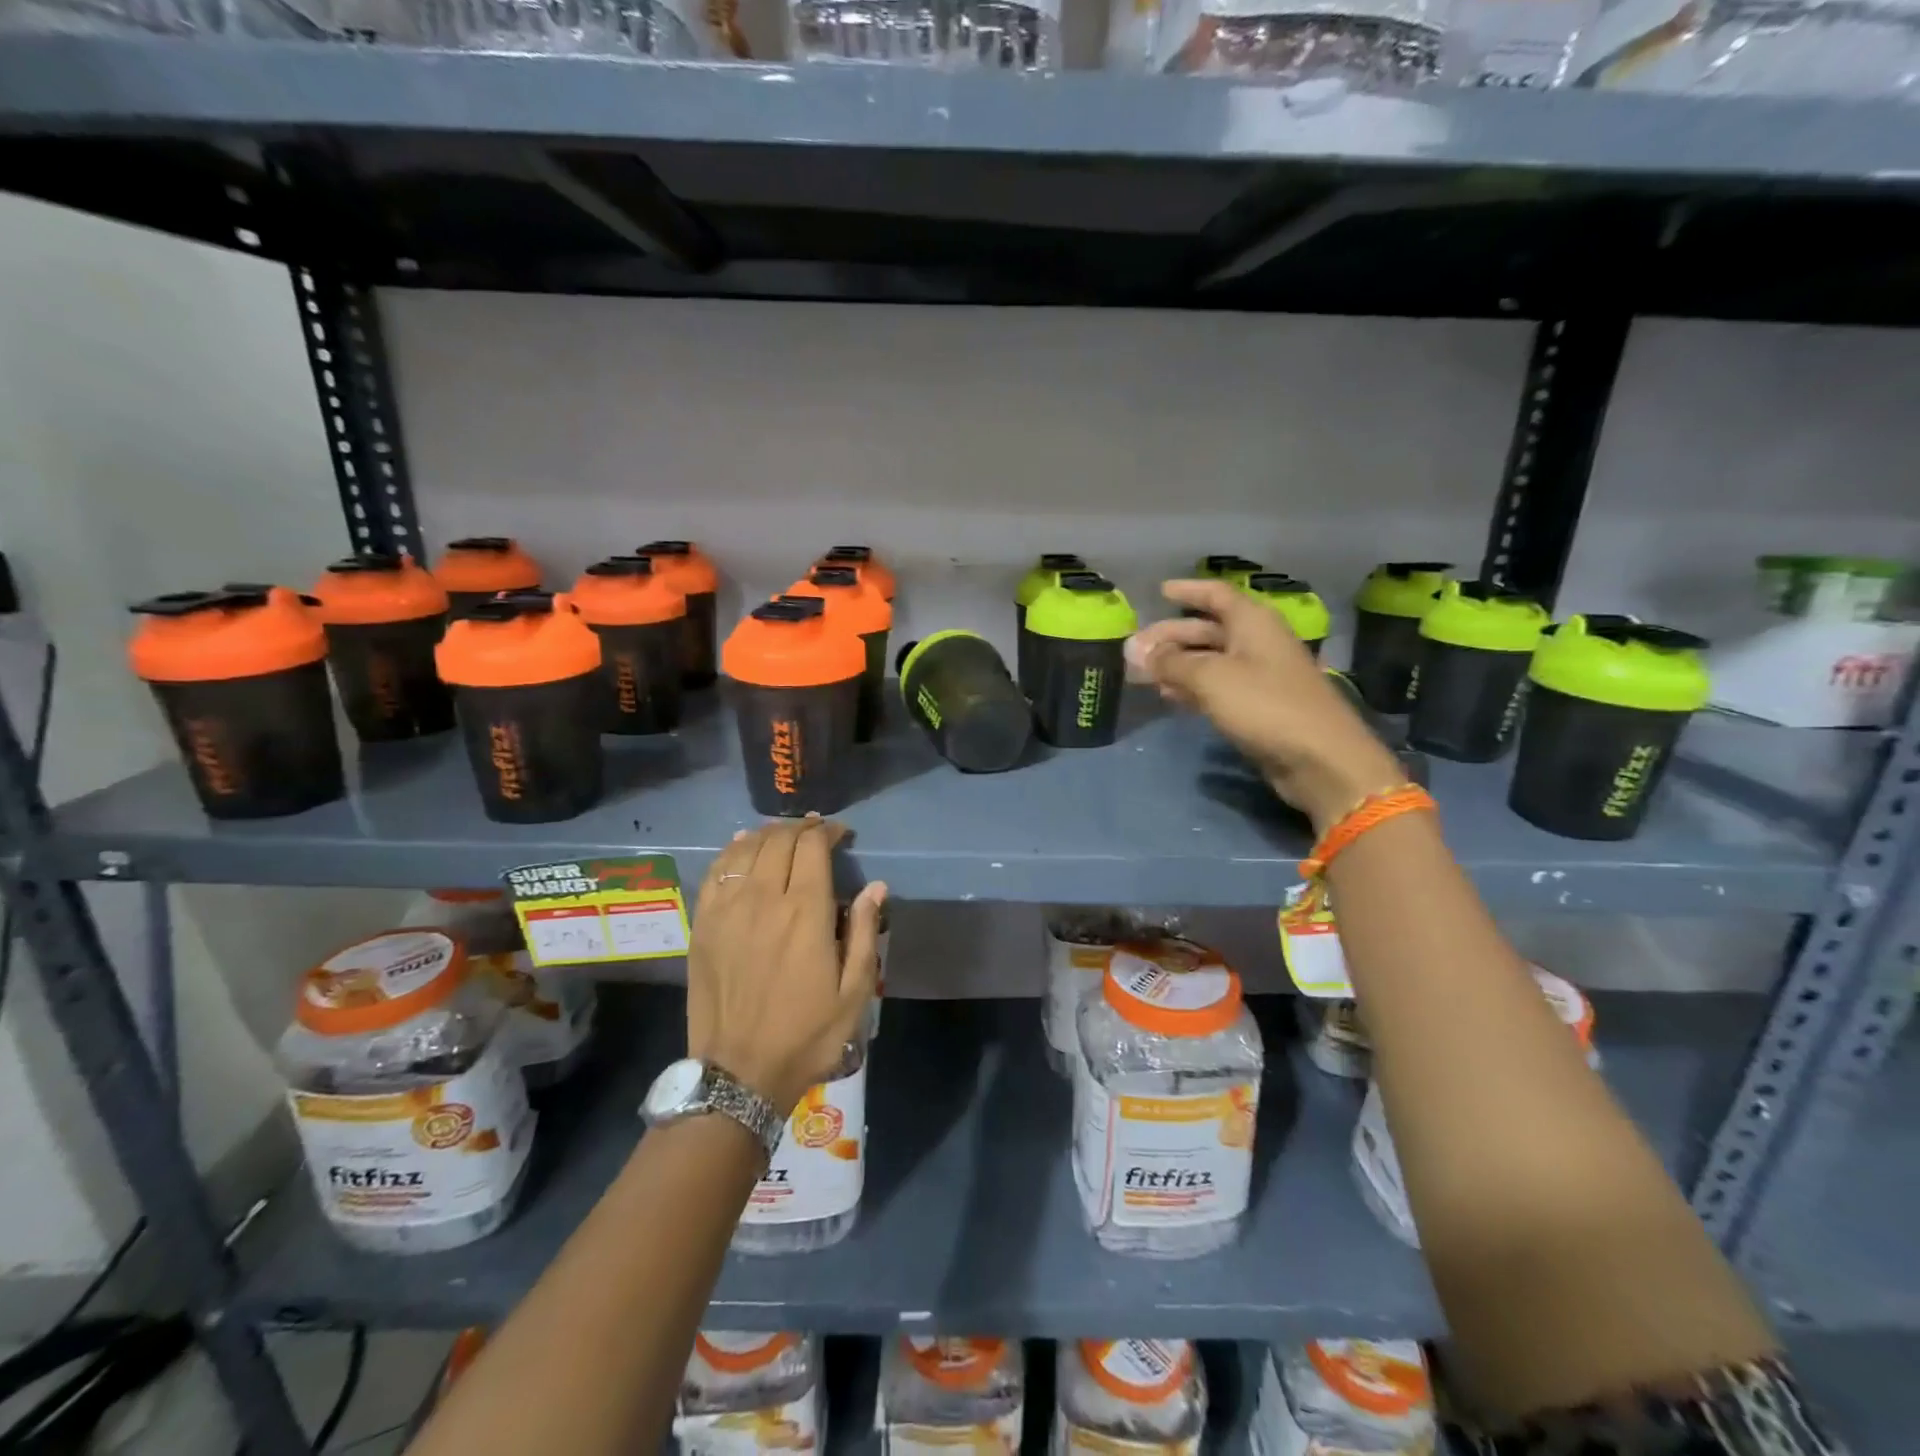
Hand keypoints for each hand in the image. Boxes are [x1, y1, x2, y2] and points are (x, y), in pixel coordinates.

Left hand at [687, 816, 886, 1112]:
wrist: (739, 1074)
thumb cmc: (806, 1035)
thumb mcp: (854, 993)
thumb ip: (864, 933)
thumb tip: (875, 886)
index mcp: (805, 913)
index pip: (812, 847)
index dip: (827, 830)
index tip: (840, 833)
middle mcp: (764, 900)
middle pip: (779, 841)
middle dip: (800, 827)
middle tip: (815, 831)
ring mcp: (727, 910)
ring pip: (745, 850)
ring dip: (767, 834)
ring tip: (783, 835)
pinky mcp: (703, 925)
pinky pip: (716, 873)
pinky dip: (731, 852)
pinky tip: (741, 847)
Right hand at [1126, 578, 1405, 831]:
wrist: (1320, 759)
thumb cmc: (1265, 705)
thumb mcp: (1211, 678)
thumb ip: (1170, 662)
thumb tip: (1136, 650)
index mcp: (1253, 623)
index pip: (1216, 594)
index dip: (1188, 591)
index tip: (1160, 590)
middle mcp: (1257, 643)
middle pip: (1208, 630)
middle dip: (1171, 636)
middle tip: (1135, 648)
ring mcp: (1260, 676)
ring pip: (1210, 660)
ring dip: (1177, 664)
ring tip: (1143, 674)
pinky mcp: (1259, 707)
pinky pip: (1218, 687)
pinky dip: (1193, 687)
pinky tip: (1170, 696)